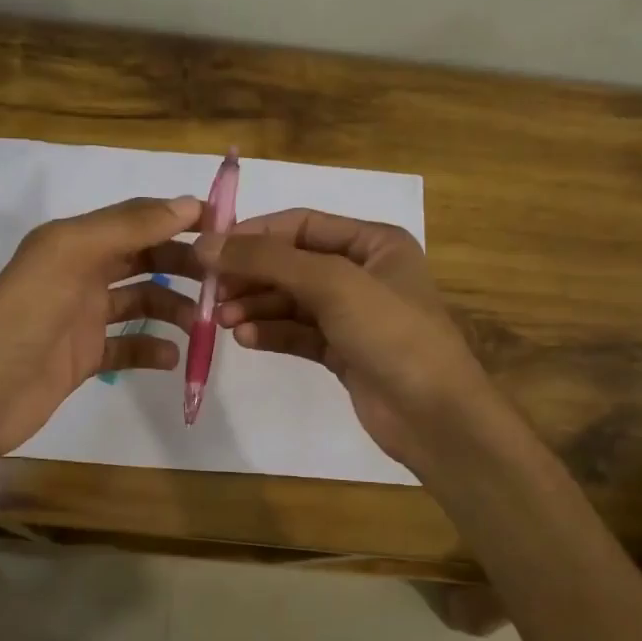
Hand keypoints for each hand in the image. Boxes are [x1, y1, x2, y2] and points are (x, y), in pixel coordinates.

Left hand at [0, 195, 205, 457]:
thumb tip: (186, 204)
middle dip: (181, 267)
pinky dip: (151, 351)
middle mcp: (80, 274)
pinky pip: (127, 349)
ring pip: (140, 305)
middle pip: (143, 261)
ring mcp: (82, 319)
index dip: (178, 220)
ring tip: (203, 325)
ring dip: (173, 310)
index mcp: (75, 242)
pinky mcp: (83, 359)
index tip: (225, 228)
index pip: (137, 220)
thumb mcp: (73, 255)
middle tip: (221, 282)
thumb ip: (127, 227)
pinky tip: (173, 357)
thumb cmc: (25, 315)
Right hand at [208, 208, 500, 474]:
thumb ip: (268, 261)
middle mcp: (363, 273)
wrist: (434, 415)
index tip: (211, 249)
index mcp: (374, 243)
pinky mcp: (343, 352)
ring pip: (291, 301)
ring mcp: (353, 315)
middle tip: (212, 292)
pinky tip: (246, 339)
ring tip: (224, 320)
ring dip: (256, 307)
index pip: (302, 225)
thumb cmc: (391, 333)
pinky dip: (272, 333)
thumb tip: (207, 243)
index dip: (255, 234)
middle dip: (253, 276)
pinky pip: (298, 333)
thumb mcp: (331, 284)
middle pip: (293, 264)